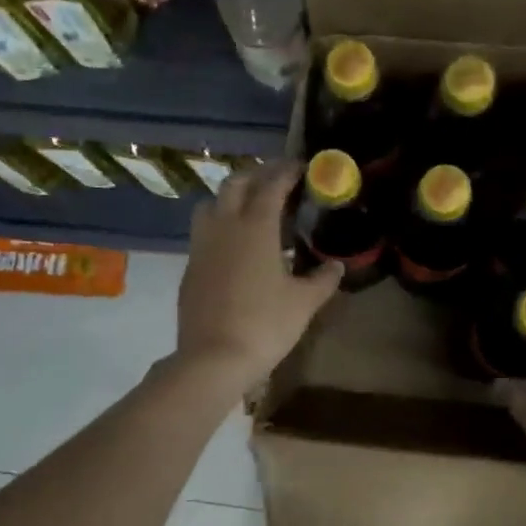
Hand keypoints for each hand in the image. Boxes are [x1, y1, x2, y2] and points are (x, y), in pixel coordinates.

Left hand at [175, 160, 341, 389]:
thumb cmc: (265, 325)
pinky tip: (234, 245)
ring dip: (231, 196)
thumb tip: (336, 266)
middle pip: (235, 184)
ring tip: (251, 207)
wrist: (214, 358)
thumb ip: (323, 279)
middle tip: (277, 180)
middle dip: (257, 175)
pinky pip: (203, 232)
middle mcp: (224, 226)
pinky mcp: (190, 267)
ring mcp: (201, 246)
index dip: (287, 172)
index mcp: (255, 227)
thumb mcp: (304, 303)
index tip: (302, 167)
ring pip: (211, 203)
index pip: (271, 185)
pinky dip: (220, 224)